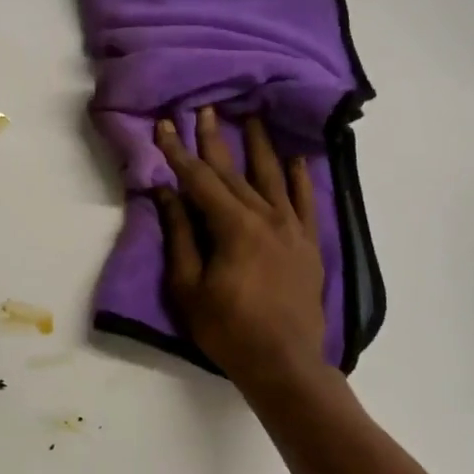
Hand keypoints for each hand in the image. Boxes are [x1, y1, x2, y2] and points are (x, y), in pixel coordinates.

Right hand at [155, 109, 327, 388]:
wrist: (284, 363)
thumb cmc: (227, 329)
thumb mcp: (188, 286)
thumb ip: (179, 235)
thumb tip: (166, 193)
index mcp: (233, 226)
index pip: (199, 180)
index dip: (179, 152)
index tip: (165, 126)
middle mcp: (266, 217)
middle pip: (234, 171)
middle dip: (215, 140)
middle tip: (205, 109)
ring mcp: (292, 229)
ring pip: (272, 177)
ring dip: (259, 146)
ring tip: (252, 117)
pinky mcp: (309, 244)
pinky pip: (305, 202)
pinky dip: (299, 179)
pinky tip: (296, 159)